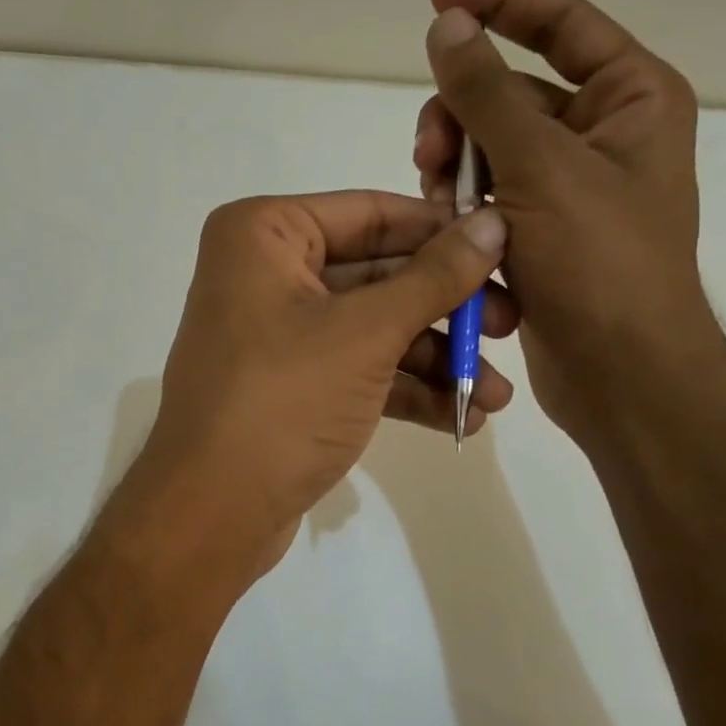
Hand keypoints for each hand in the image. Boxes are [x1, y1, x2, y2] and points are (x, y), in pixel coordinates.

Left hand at [122, 191, 514, 575]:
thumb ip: (435, 277)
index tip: (507, 246)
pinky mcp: (288, 385)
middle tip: (512, 326)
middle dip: (445, 308)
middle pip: (376, 274)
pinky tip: (461, 419)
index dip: (441, 231)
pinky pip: (355, 370)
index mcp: (263, 234)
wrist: (213, 512)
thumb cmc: (283, 401)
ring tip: (495, 394)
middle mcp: (264, 273)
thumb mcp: (366, 333)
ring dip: (434, 359)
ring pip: (370, 328)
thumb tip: (492, 221)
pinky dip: (404, 390)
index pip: (370, 214)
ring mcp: (275, 333)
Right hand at [411, 0, 725, 436]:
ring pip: (486, 151)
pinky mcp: (537, 233)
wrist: (618, 372)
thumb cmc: (599, 263)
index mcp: (629, 99)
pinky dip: (463, 211)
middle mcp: (601, 135)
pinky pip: (485, 198)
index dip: (500, 3)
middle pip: (508, 95)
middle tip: (430, 156)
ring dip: (454, 172)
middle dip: (460, 119)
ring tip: (442, 209)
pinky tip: (451, 237)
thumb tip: (447, 22)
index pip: (561, 24)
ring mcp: (566, 188)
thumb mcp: (541, 167)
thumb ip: (487, 93)